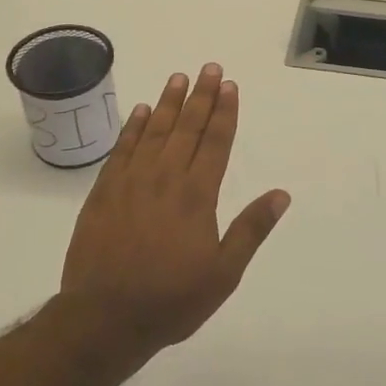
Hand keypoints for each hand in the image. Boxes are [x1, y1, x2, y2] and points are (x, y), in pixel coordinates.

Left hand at [61, 63, 289, 361]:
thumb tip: (281, 194)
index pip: (216, 142)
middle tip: (209, 68)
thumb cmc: (171, 299)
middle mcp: (166, 178)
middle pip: (187, 127)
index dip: (225, 112)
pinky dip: (131, 127)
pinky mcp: (104, 191)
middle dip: (201, 96)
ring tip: (178, 77)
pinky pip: (121, 149)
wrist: (104, 317)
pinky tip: (139, 111)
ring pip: (153, 131)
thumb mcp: (224, 273)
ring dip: (167, 103)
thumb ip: (251, 229)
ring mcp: (131, 181)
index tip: (230, 86)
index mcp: (197, 195)